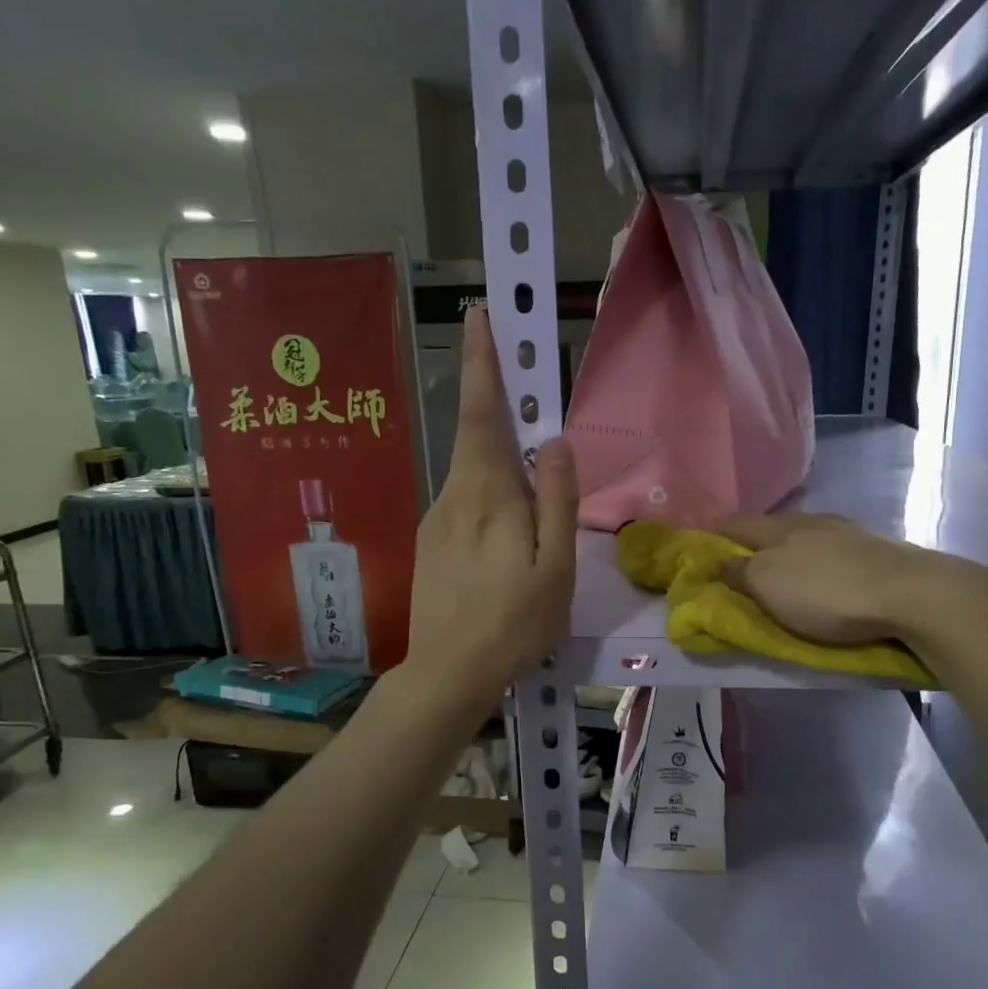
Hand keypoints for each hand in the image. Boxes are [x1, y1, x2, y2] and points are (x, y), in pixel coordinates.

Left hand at [404, 307, 576, 714]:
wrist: (446, 674)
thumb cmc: (512, 622)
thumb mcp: (553, 565)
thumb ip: (555, 499)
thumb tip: (553, 441)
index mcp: (486, 492)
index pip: (483, 412)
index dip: (484, 362)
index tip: (480, 313)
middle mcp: (454, 494)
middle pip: (478, 437)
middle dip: (498, 405)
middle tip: (529, 398)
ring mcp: (437, 518)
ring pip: (475, 473)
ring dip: (502, 465)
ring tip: (532, 508)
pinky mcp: (432, 542)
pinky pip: (468, 502)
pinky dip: (492, 498)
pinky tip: (508, 541)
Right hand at [713, 513, 987, 670]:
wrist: (910, 594)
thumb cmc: (826, 591)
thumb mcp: (768, 585)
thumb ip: (739, 573)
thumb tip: (720, 563)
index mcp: (778, 527)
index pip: (733, 524)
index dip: (710, 535)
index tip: (694, 548)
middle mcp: (810, 522)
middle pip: (768, 530)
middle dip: (749, 545)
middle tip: (734, 567)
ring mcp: (846, 534)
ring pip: (802, 540)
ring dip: (785, 554)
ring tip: (777, 574)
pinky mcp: (874, 553)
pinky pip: (830, 555)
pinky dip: (814, 565)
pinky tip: (820, 578)